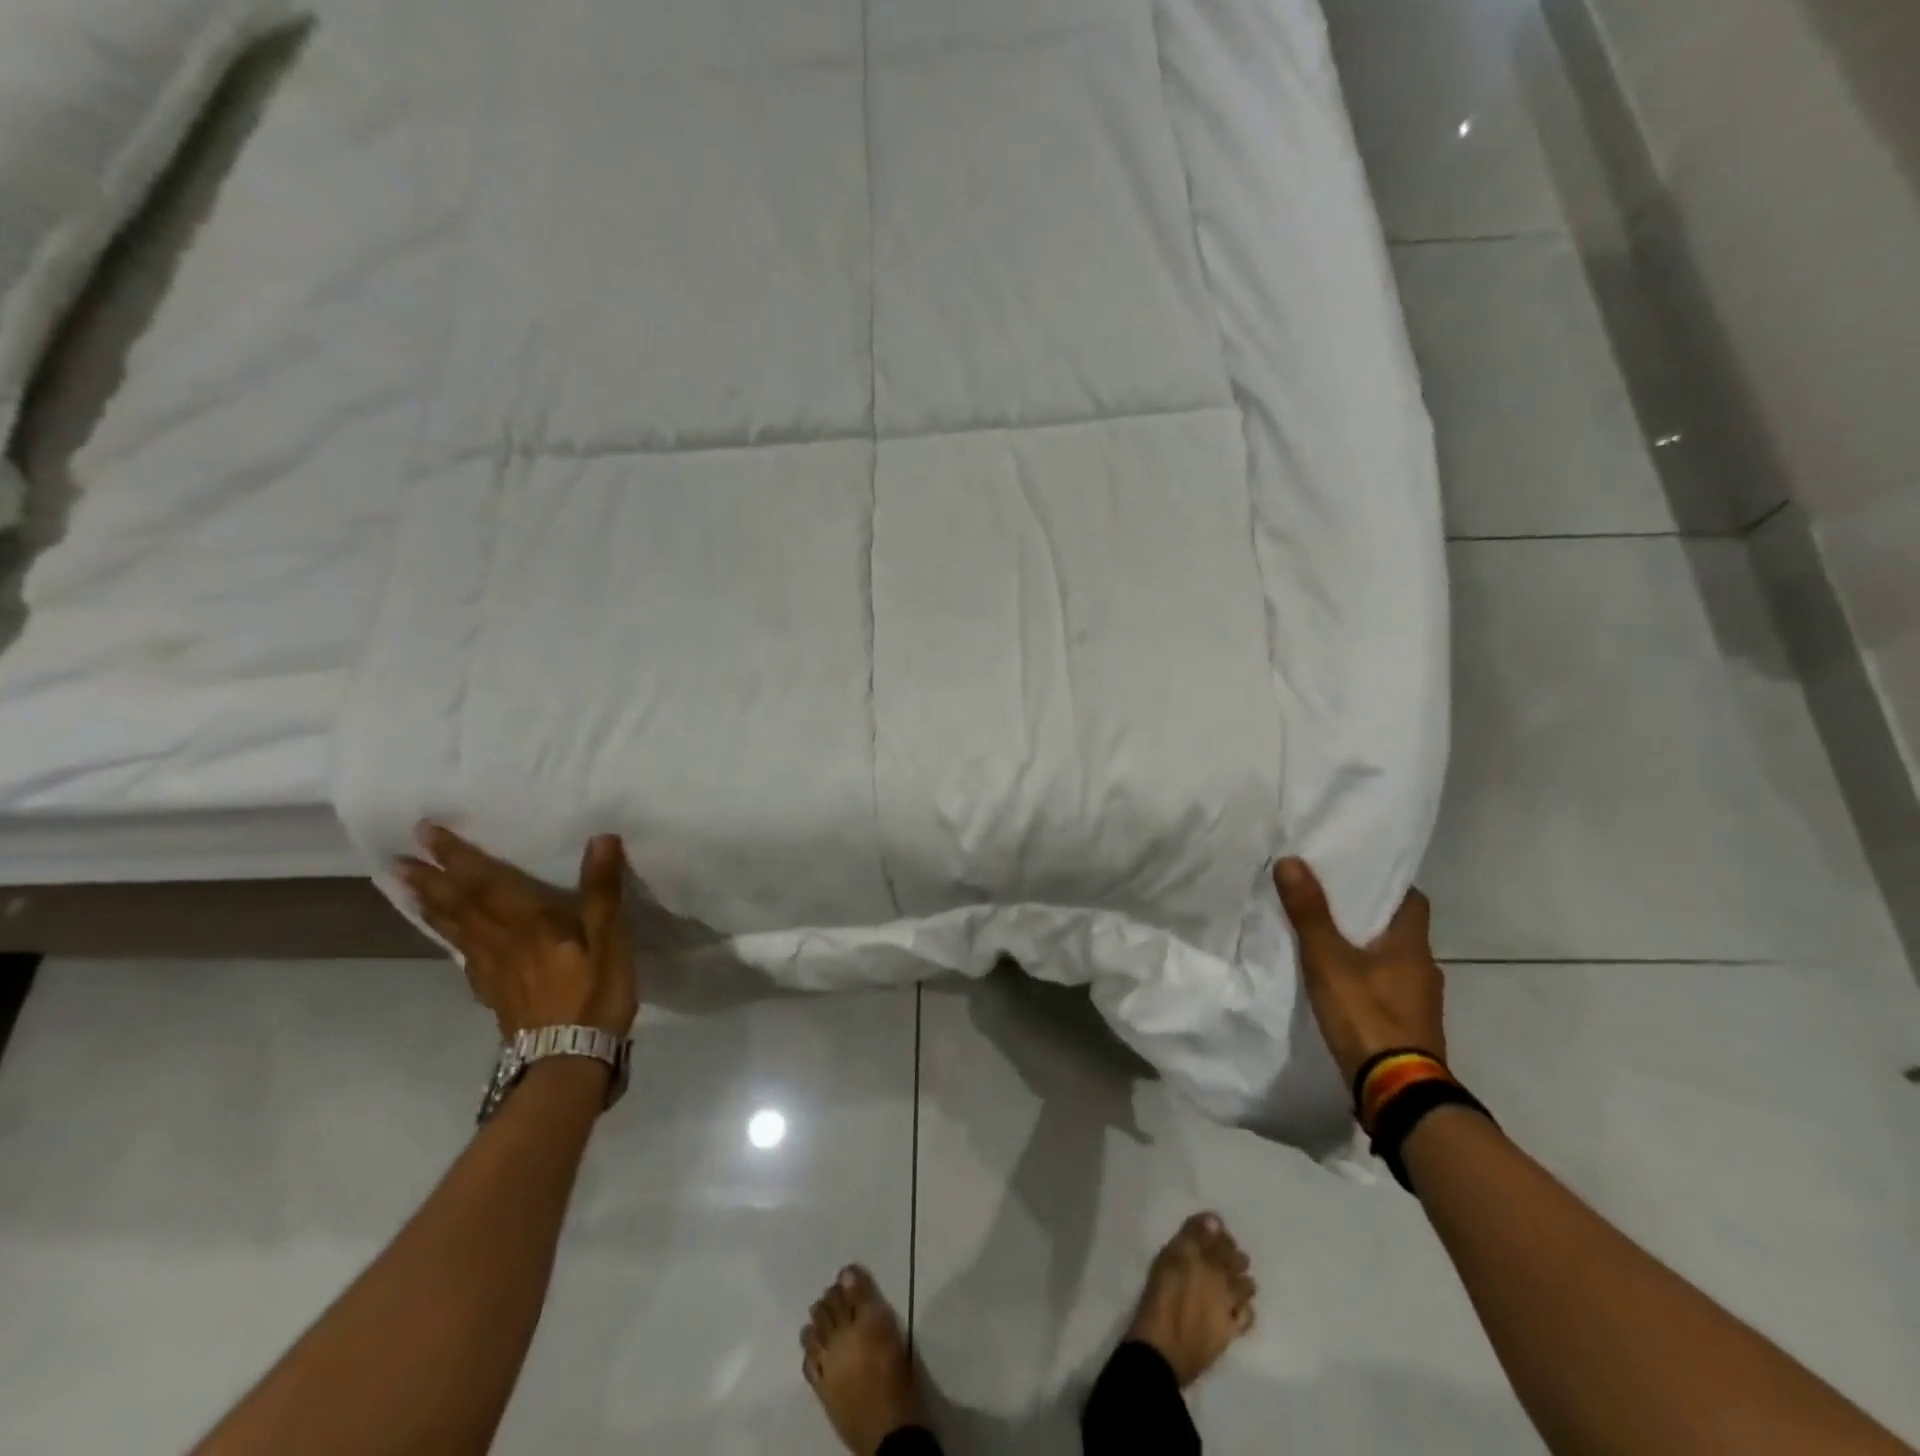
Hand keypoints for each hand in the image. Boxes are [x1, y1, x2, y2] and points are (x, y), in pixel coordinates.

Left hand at [398, 824, 637, 1040]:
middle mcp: (501, 943)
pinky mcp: (495, 994)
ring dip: (430, 906)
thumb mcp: (610, 941)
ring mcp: (493, 971)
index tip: (424, 832)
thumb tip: (601, 838)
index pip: (484, 883)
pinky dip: (450, 939)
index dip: (456, 856)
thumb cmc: (593, 996)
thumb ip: (602, 891)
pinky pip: (465, 956)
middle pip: (460, 906)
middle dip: (431, 879)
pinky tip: (451, 940)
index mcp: (528, 925)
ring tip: (406, 888)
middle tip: (397, 859)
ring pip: (455, 931)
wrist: (568, 1060)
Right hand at [1273, 857, 1444, 1088]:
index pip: (1412, 900)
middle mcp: (1425, 970)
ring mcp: (1420, 1003)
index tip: (1357, 876)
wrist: (1397, 1092)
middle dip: (1369, 918)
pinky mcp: (1410, 1029)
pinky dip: (1368, 982)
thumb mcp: (1328, 960)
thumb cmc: (1366, 1016)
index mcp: (1413, 947)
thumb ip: (1310, 913)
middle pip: (1399, 931)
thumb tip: (1292, 861)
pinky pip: (1388, 990)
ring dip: (1368, 952)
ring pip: (1393, 962)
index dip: (1387, 885)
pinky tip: (1341, 986)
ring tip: (1328, 943)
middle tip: (1330, 904)